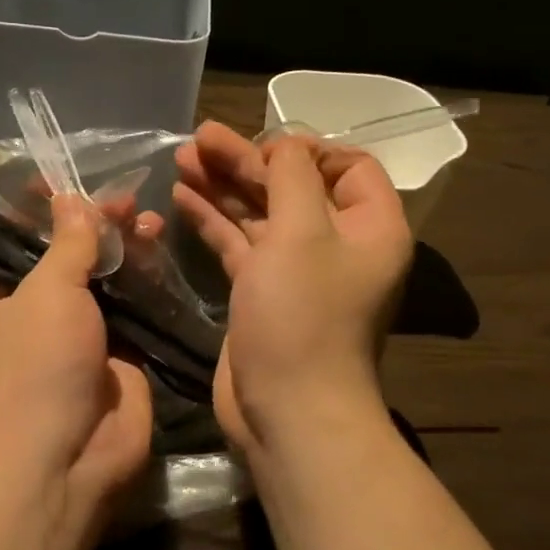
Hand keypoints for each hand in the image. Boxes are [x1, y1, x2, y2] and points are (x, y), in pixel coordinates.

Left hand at [0, 196, 154, 508]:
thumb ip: (67, 244)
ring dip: (126, 251)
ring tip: (150, 220)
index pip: (20, 242)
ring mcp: (83, 338)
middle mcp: (40, 314)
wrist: (64, 456)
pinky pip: (137, 312)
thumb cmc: (37, 363)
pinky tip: (164, 253)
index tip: (69, 182)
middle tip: (124, 201)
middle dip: (95, 227)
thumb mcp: (46, 292)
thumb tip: (69, 199)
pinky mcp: (122, 359)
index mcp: (2, 296)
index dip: (43, 212)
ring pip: (107, 283)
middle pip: (70, 258)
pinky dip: (149, 284)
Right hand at [174, 122, 412, 450]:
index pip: (349, 167)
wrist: (288, 411)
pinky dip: (214, 221)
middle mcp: (338, 246)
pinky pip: (240, 246)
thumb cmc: (303, 317)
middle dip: (246, 161)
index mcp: (369, 227)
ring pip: (261, 215)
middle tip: (197, 139)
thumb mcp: (301, 233)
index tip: (262, 142)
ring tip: (180, 159)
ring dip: (224, 187)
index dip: (306, 149)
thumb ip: (292, 177)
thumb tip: (284, 147)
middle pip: (293, 187)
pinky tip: (181, 198)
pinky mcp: (262, 294)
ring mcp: (297, 272)